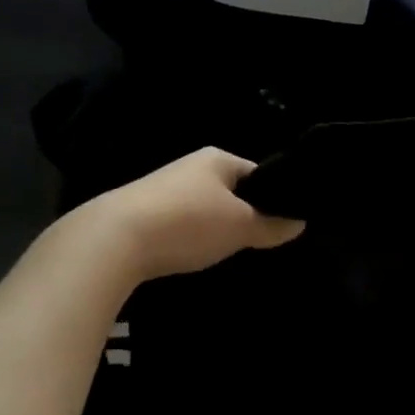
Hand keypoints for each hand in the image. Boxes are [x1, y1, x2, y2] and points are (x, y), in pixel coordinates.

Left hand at [75, 147, 304, 283]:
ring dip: (218, 229)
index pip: (259, 173)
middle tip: (261, 243)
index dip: (276, 197)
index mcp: (218, 158)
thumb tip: (299, 222)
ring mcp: (165, 189)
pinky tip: (195, 256)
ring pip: (207, 209)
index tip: (285, 224)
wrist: (115, 239)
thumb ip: (272, 225)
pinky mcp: (145, 213)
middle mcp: (191, 166)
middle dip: (246, 215)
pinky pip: (183, 224)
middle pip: (232, 192)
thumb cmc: (188, 222)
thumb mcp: (241, 226)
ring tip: (229, 253)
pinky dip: (193, 238)